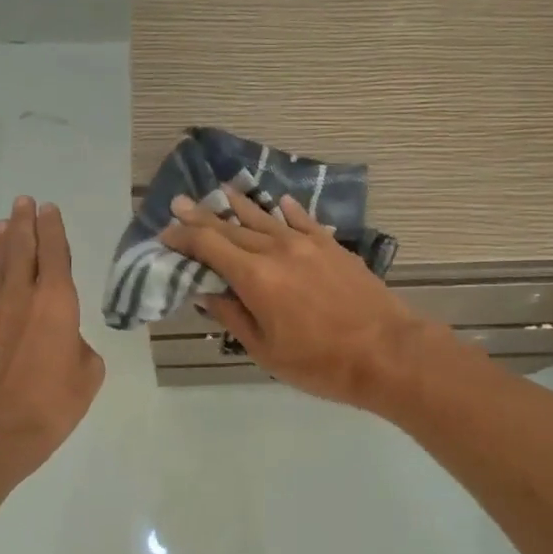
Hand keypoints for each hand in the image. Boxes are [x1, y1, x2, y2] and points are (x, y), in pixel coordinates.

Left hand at [0, 197, 105, 489]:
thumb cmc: (52, 405)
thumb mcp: (87, 375)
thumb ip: (78, 346)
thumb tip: (63, 340)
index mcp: (57, 303)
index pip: (56, 254)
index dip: (53, 229)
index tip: (49, 209)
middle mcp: (20, 297)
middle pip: (21, 249)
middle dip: (24, 223)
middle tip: (23, 201)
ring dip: (0, 244)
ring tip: (2, 225)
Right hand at [160, 190, 436, 410]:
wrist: (387, 352)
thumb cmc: (320, 363)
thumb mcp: (266, 351)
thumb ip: (233, 317)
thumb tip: (207, 293)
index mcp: (255, 277)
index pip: (209, 247)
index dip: (184, 238)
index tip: (166, 233)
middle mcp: (277, 250)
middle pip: (232, 227)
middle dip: (202, 216)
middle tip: (180, 202)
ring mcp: (308, 244)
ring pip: (265, 218)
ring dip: (240, 205)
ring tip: (220, 190)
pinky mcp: (333, 247)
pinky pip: (303, 221)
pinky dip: (287, 211)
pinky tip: (279, 202)